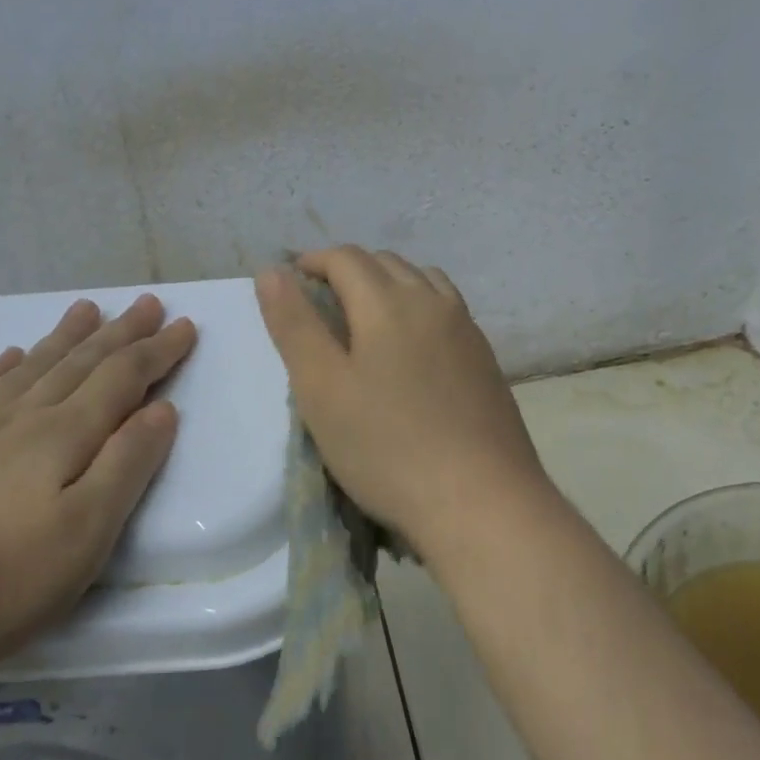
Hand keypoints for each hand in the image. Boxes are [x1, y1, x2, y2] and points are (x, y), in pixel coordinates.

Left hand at [0, 294, 196, 675]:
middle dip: (119, 333)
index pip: (122, 379)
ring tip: (85, 310)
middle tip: (146, 302)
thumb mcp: (86, 532)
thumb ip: (127, 465)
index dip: (157, 351)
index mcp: (64, 436)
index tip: (184, 325)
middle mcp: (20, 419)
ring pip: (30, 369)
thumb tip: (161, 410)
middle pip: (79, 363)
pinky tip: (8, 357)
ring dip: (64, 338)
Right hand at [255, 246, 552, 560]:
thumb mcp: (322, 389)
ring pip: (423, 281)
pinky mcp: (486, 359)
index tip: (291, 281)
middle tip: (321, 302)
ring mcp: (467, 329)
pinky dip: (420, 306)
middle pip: (386, 263)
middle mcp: (433, 302)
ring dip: (389, 283)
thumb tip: (272, 271)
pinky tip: (413, 346)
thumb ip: (295, 325)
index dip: (313, 261)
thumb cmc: (387, 447)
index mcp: (389, 302)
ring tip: (366, 317)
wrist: (482, 501)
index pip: (346, 258)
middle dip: (349, 270)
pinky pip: (448, 309)